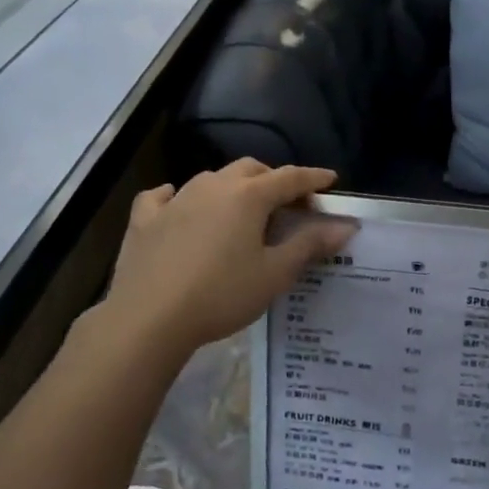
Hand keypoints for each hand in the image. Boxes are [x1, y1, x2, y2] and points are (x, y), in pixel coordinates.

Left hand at [104, 160, 354, 358]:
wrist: (149, 318)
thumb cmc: (221, 294)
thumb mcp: (274, 274)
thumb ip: (310, 245)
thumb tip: (344, 226)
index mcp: (248, 196)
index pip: (290, 177)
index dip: (313, 178)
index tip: (331, 180)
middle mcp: (213, 186)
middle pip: (251, 170)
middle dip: (273, 180)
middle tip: (288, 204)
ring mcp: (175, 200)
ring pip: (211, 179)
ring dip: (232, 188)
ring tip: (241, 211)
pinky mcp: (145, 219)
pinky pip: (164, 197)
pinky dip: (178, 198)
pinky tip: (179, 207)